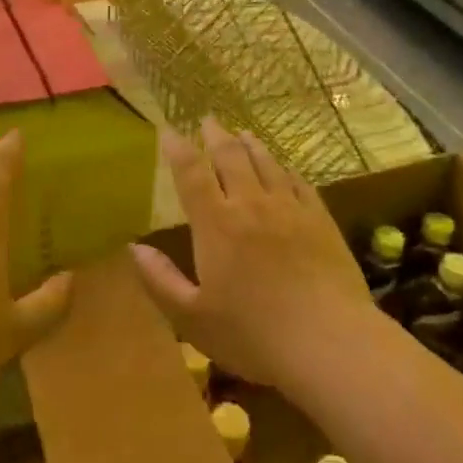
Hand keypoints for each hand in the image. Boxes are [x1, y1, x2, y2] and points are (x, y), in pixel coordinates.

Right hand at [132, 118, 376, 388]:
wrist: (328, 341)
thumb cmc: (252, 334)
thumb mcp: (192, 317)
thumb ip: (160, 280)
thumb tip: (134, 247)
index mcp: (216, 224)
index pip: (191, 173)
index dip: (177, 148)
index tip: (168, 130)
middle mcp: (251, 204)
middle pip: (231, 157)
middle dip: (216, 136)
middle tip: (208, 120)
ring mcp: (289, 209)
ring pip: (266, 163)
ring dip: (250, 145)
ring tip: (242, 133)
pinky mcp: (320, 220)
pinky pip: (299, 182)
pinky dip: (285, 168)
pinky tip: (284, 167)